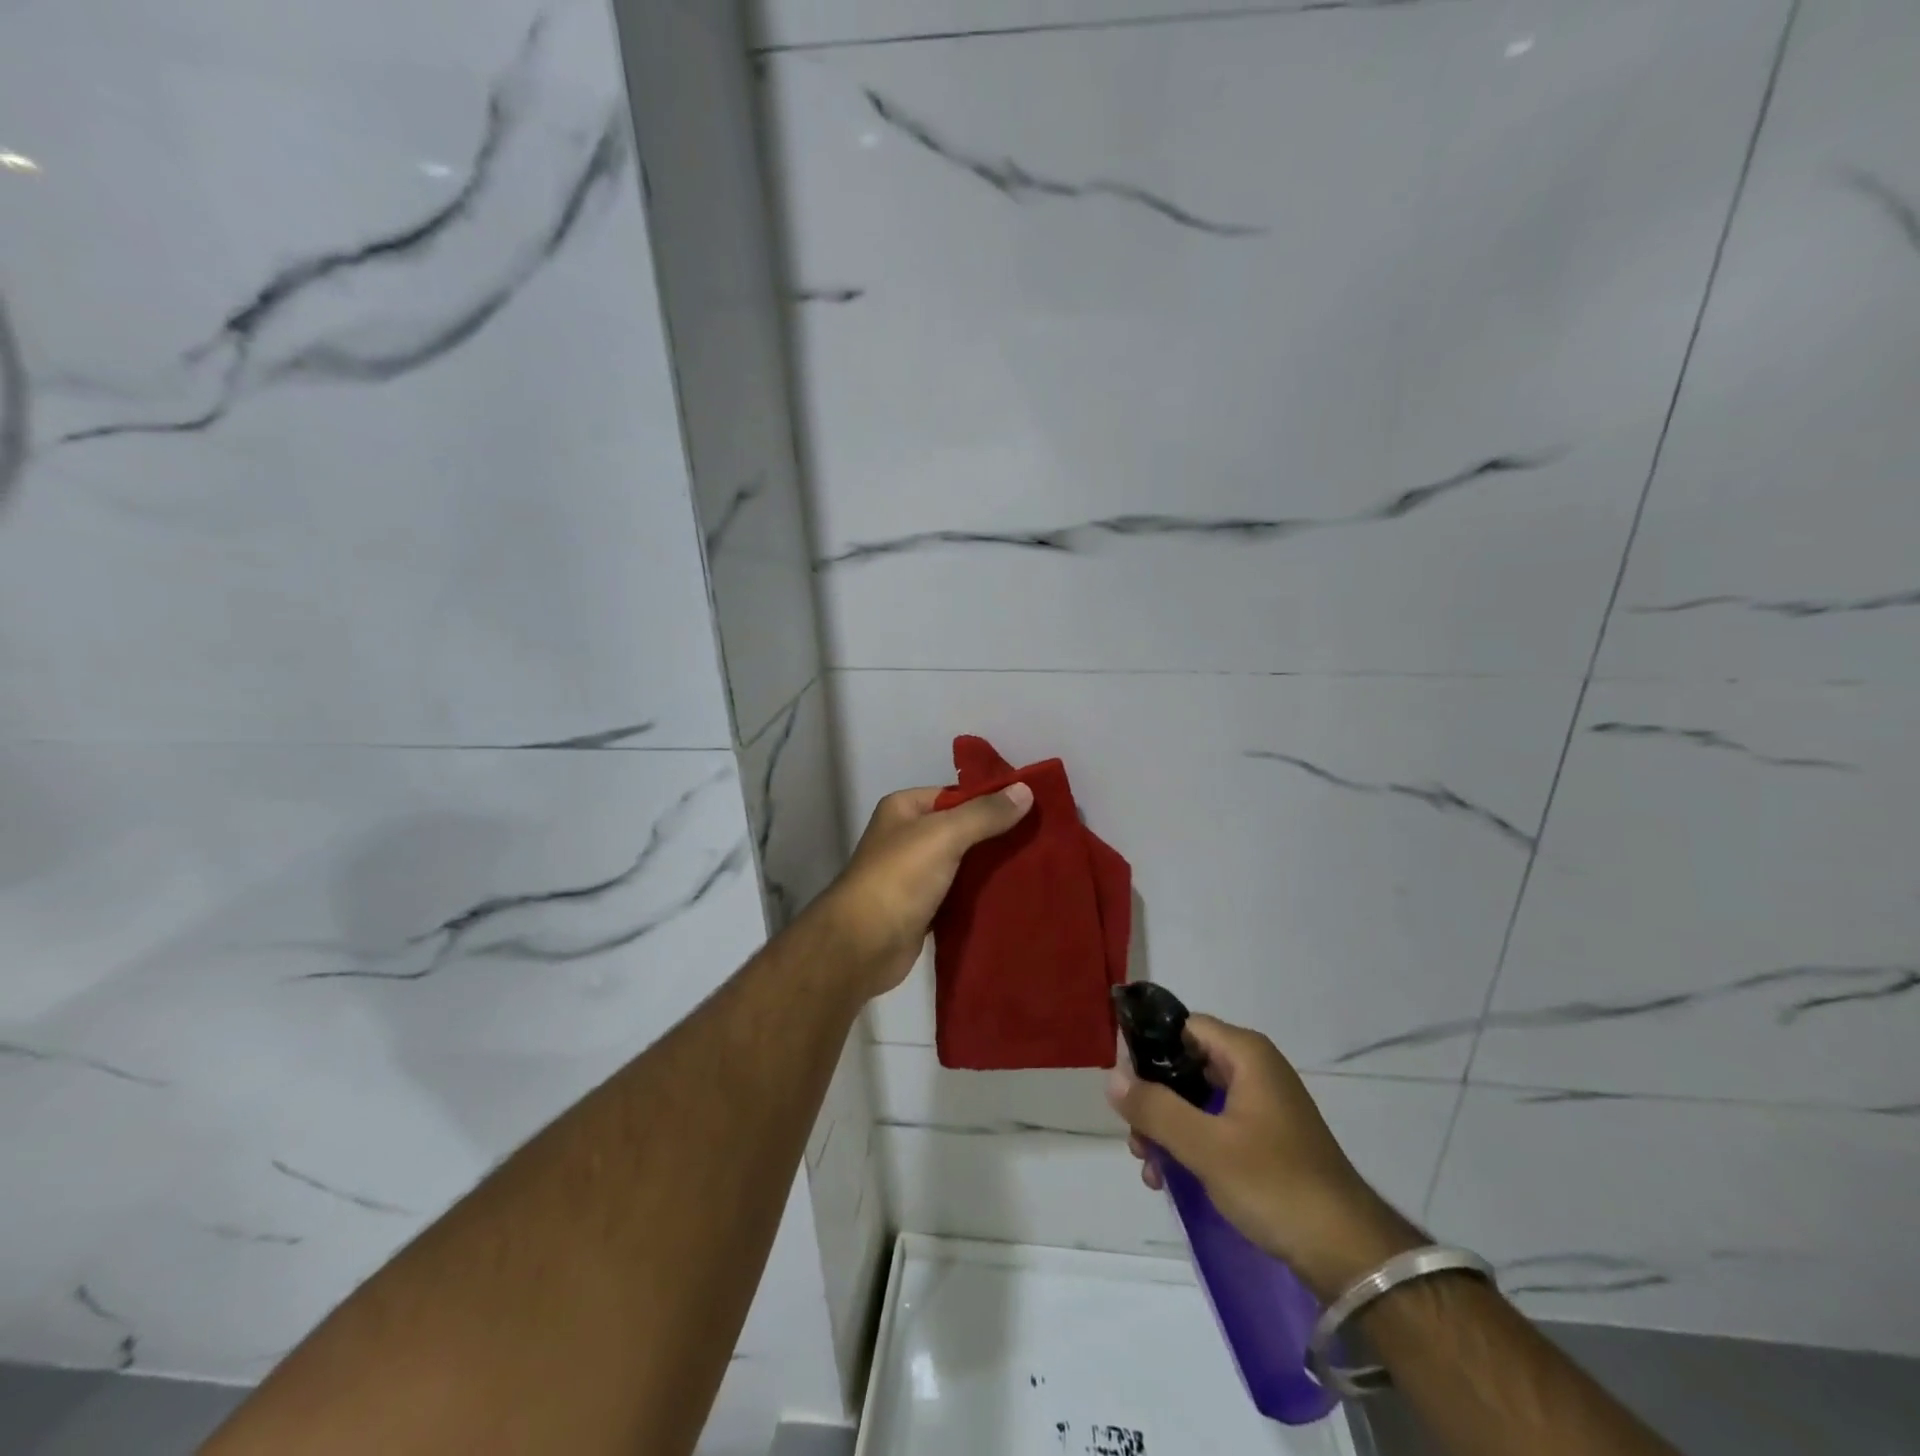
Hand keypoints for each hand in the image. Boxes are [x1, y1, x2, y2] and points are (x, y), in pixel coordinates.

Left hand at [813, 782, 1033, 998]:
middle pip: (962, 829)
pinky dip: (980, 895)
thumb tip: (1026, 790)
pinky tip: (1012, 895)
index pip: (956, 795)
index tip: (1032, 808)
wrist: (864, 944)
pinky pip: (959, 894)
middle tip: (1040, 840)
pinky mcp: (923, 908)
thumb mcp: (945, 835)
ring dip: (991, 867)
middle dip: (996, 836)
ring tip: (1034, 866)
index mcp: (905, 808)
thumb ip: (985, 813)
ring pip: (962, 863)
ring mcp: (914, 874)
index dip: (992, 800)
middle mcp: (907, 837)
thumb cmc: (900, 877)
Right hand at [1107, 1014, 1424, 1299]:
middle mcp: (1254, 1069)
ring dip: (1167, 1127)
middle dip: (1153, 1099)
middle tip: (1134, 1137)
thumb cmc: (1275, 1184)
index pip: (1182, 1026)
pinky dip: (1190, 1144)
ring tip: (1150, 1167)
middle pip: (1186, 1064)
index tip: (1124, 1084)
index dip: (1148, 1049)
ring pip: (1196, 1099)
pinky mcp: (1266, 1139)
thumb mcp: (1205, 1146)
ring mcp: (1262, 1105)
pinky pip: (1214, 1125)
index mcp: (1246, 1054)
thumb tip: (1111, 1077)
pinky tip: (1170, 1178)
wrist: (1349, 1253)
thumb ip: (1155, 1108)